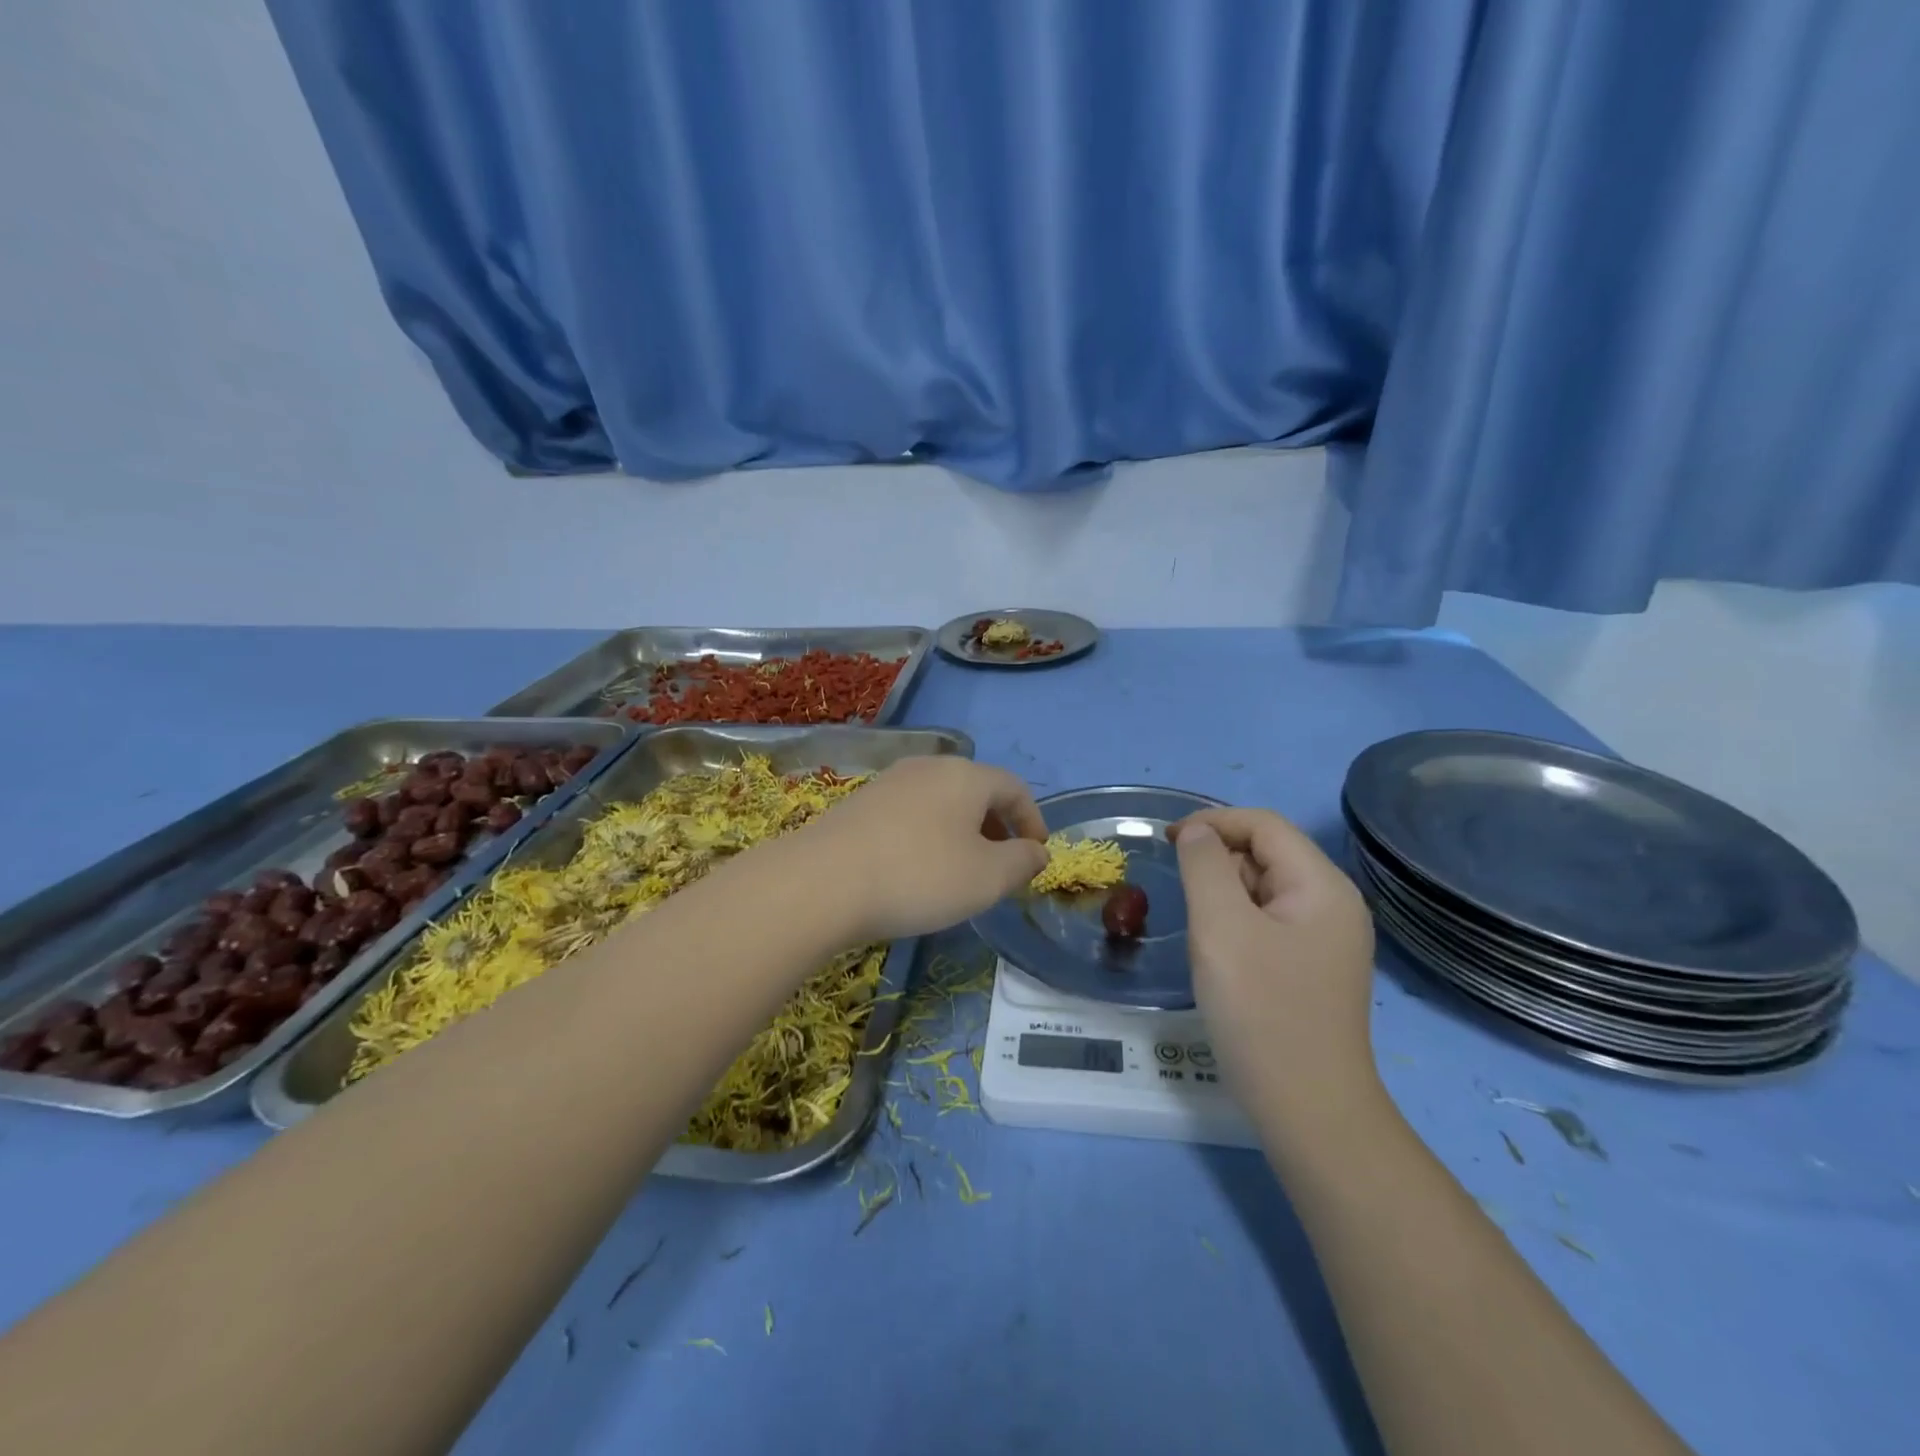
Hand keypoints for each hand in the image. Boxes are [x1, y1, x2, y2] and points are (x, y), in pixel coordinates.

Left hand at [801, 758, 1048, 941]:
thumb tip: (1037, 852)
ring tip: (961, 871)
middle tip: (1002, 866)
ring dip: (962, 832)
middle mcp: (928, 767)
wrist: (820, 883)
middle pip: (976, 791)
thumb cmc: (918, 876)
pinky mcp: (860, 803)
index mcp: (966, 775)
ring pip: (942, 802)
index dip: (1032, 820)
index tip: (1036, 855)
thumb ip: (1022, 862)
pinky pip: (911, 813)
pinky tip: (917, 869)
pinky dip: (929, 835)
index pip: (1014, 787)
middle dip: (997, 827)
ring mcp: (890, 781)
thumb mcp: (986, 878)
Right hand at [1172, 808, 1377, 1124]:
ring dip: (1225, 895)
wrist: (1308, 1111)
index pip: (1264, 826)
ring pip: (1265, 891)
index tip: (1166, 840)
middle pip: (1267, 855)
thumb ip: (1204, 865)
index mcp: (1322, 886)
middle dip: (1219, 862)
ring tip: (1201, 933)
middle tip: (1182, 898)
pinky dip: (1237, 924)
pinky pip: (1269, 923)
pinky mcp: (1314, 969)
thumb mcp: (1221, 927)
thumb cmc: (1261, 1011)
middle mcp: (1333, 905)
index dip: (1213, 822)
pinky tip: (1220, 956)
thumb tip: (1196, 831)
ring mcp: (1327, 940)